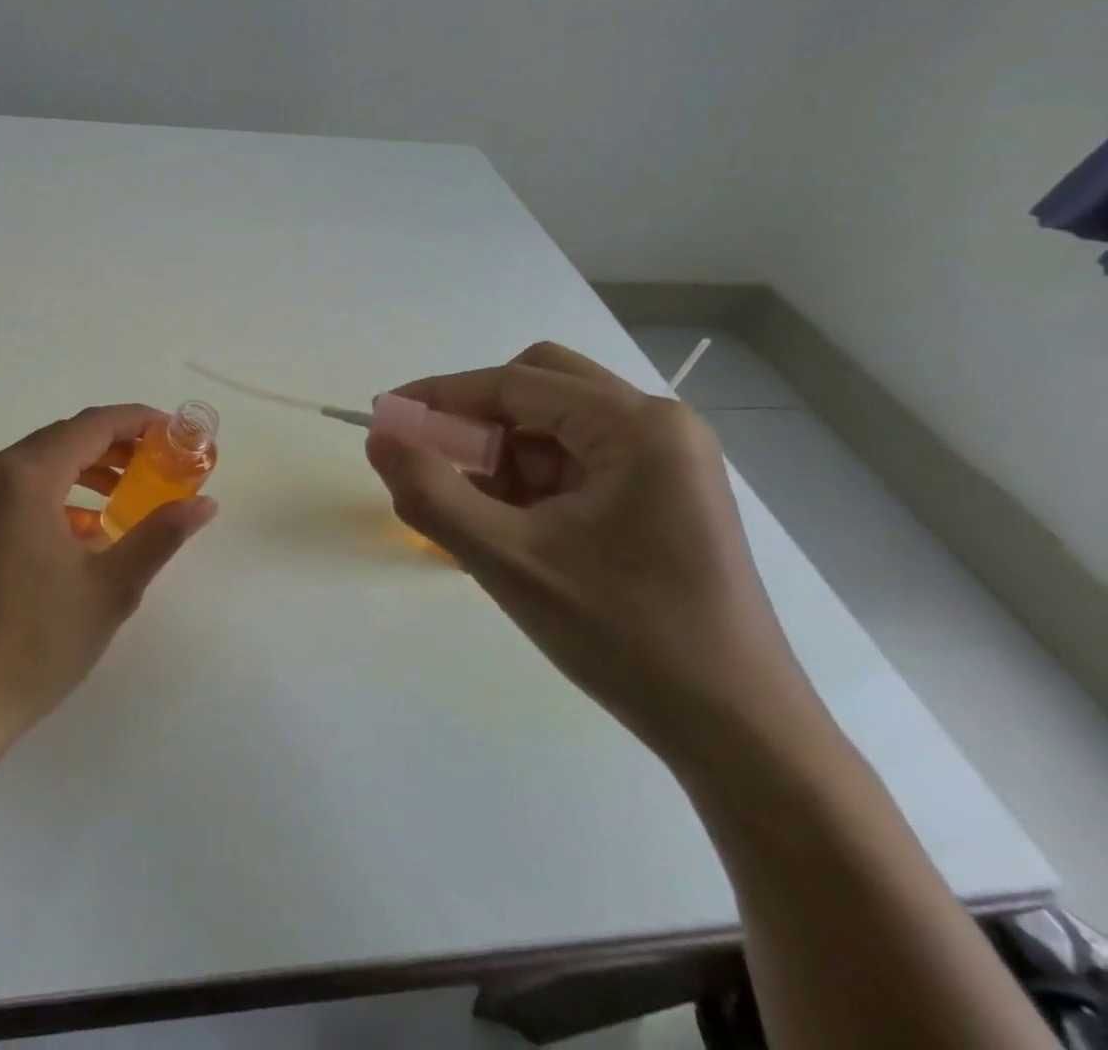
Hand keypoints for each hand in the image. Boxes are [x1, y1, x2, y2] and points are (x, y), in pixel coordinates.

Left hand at [0, 405, 218, 747]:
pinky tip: (86, 531)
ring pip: (40, 464)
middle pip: (64, 438)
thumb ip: (160, 536)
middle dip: (117, 446)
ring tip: (130, 494)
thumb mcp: (110, 588)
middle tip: (162, 464)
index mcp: (25, 476)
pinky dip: (58, 496)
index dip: (140, 422)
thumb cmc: (34, 643)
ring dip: (88, 471)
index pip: (93, 425)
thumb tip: (205, 504)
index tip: (177, 434)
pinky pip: (18, 491)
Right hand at [366, 342, 836, 775]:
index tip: (383, 415)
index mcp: (636, 426)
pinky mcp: (661, 498)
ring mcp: (666, 463)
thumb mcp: (509, 561)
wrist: (739, 735)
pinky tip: (504, 527)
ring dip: (501, 454)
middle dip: (477, 417)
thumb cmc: (626, 638)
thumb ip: (431, 493)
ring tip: (467, 509)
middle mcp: (659, 427)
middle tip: (431, 456)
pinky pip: (575, 463)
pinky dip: (528, 482)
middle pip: (541, 386)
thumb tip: (378, 437)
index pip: (514, 383)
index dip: (439, 396)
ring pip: (555, 426)